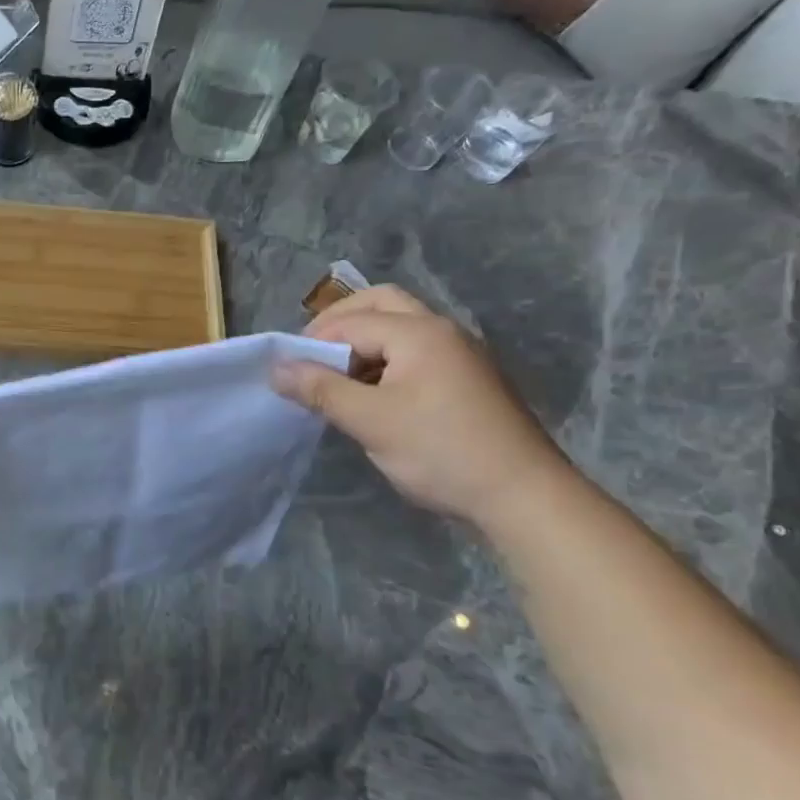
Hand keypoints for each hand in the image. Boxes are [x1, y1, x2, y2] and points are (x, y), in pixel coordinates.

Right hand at [272, 285, 567, 525]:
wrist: (523, 495)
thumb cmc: (440, 452)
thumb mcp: (370, 421)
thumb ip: (320, 389)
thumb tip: (276, 369)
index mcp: (419, 332)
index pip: (351, 321)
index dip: (312, 342)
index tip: (286, 372)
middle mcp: (442, 330)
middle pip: (380, 304)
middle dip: (339, 324)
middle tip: (310, 356)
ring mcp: (460, 353)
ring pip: (400, 327)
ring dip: (362, 342)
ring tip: (336, 379)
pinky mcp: (468, 378)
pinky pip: (416, 352)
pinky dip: (385, 360)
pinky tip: (372, 395)